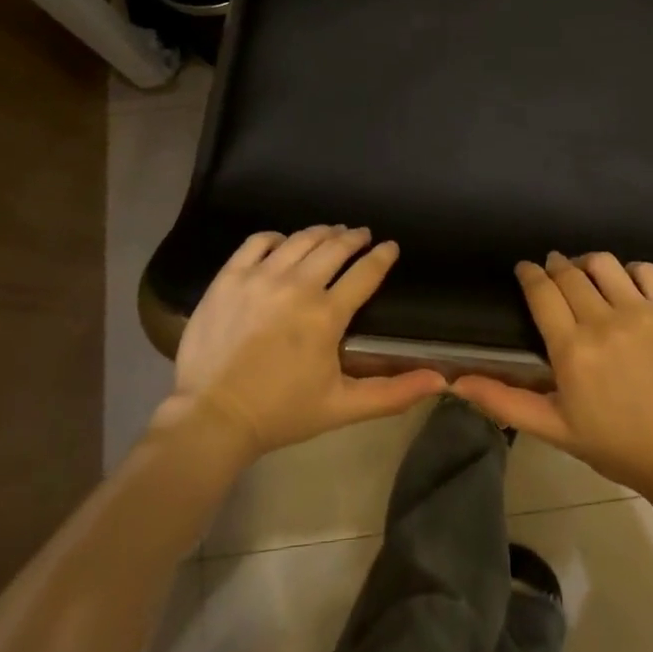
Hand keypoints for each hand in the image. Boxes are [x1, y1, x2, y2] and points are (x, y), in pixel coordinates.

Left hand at [171, 226, 446, 462]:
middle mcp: (297, 285)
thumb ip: (393, 393)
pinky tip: (283, 243)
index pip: (366, 272)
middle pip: (335, 246)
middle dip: (354, 238)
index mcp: (327, 314)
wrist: (211, 418)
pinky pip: (258, 241)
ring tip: (331, 233)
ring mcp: (260, 276)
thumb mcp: (342, 407)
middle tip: (362, 236)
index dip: (383, 256)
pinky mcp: (229, 277)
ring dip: (321, 233)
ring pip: (300, 239)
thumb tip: (441, 381)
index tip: (391, 247)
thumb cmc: (281, 413)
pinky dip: (276, 238)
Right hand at [453, 252, 652, 499]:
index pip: (541, 291)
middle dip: (555, 266)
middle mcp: (603, 321)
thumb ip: (505, 401)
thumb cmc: (617, 445)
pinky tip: (625, 283)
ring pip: (604, 263)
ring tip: (586, 274)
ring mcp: (641, 312)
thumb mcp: (555, 429)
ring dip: (587, 263)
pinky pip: (645, 270)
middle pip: (569, 273)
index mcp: (571, 350)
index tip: (525, 268)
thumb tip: (455, 381)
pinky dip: (630, 270)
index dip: (529, 274)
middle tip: (552, 270)